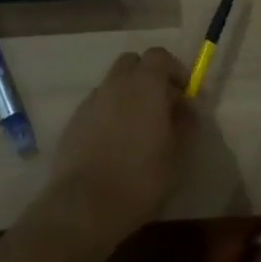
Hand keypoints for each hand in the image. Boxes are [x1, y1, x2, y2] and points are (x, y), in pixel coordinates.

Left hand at [47, 48, 195, 243]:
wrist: (85, 206)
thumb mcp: (179, 153)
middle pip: (132, 63)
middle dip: (148, 77)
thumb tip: (187, 106)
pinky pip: (97, 107)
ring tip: (137, 130)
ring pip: (113, 85)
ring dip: (127, 97)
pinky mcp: (73, 122)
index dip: (174, 70)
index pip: (159, 55)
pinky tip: (114, 145)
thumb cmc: (142, 177)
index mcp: (145, 83)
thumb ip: (186, 122)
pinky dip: (109, 115)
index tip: (183, 93)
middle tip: (160, 106)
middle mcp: (115, 83)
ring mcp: (91, 101)